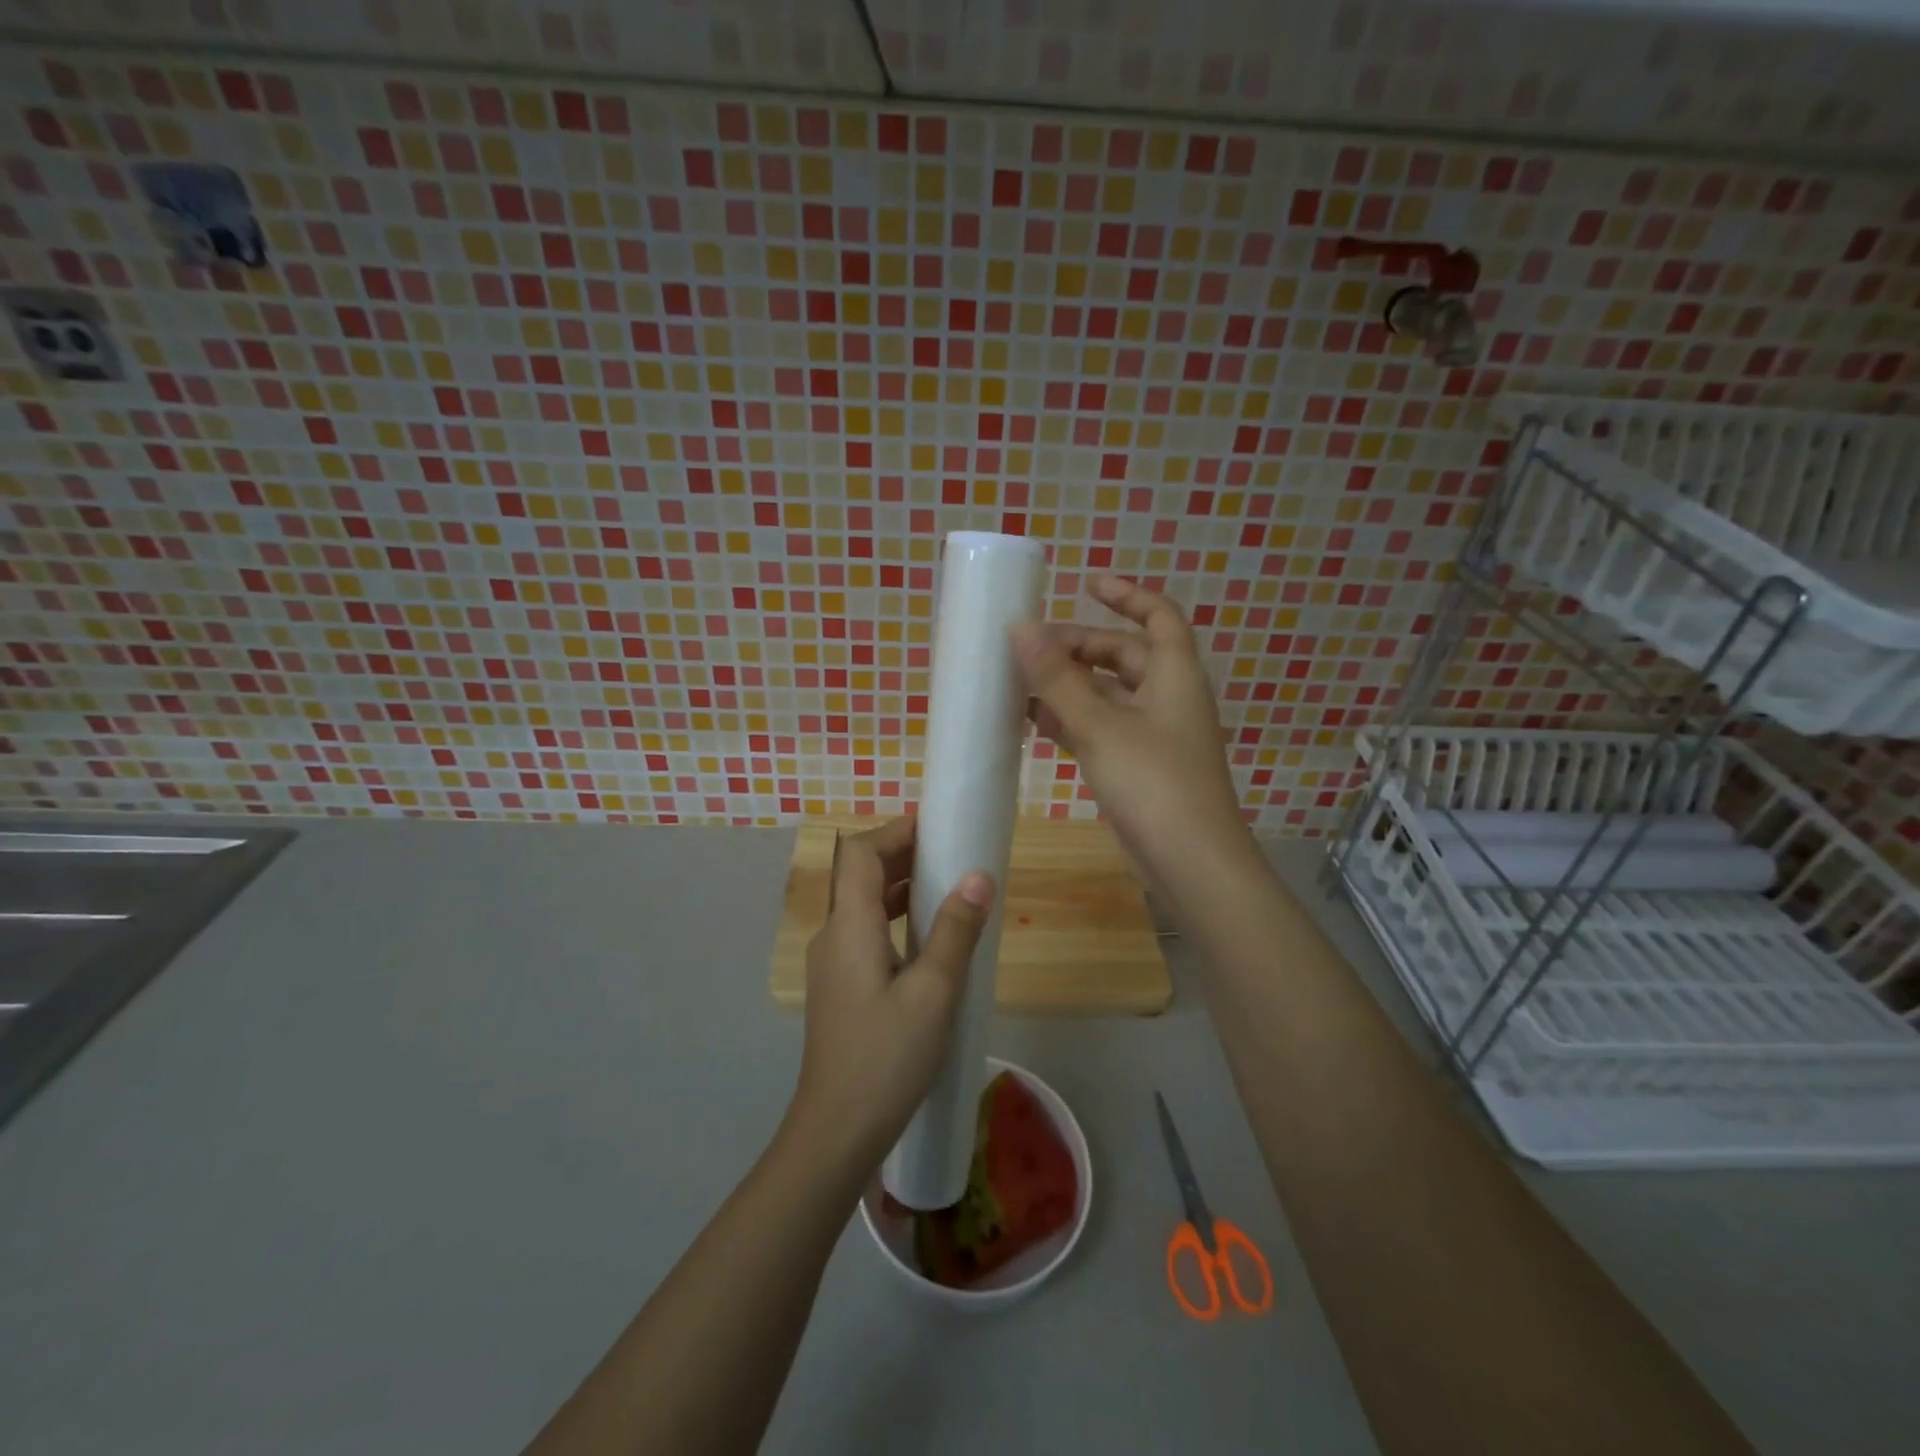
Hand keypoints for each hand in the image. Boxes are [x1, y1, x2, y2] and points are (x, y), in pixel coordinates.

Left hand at [790, 818, 993, 1169]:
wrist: (836, 1131)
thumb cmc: (886, 1058)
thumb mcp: (933, 992)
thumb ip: (954, 931)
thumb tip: (978, 876)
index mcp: (849, 927)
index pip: (860, 854)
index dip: (894, 832)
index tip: (936, 827)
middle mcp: (833, 936)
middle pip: (860, 876)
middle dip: (902, 856)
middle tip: (951, 853)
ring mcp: (832, 964)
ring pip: (863, 906)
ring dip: (899, 889)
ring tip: (947, 889)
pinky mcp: (839, 988)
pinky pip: (865, 933)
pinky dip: (894, 920)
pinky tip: (928, 941)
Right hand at [1011, 575, 1251, 889]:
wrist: (1190, 863)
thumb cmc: (1153, 782)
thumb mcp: (1100, 725)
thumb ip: (1058, 678)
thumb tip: (1021, 628)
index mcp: (1174, 674)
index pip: (1158, 615)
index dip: (1126, 594)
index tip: (1086, 584)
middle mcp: (1168, 697)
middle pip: (1123, 655)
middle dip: (1079, 646)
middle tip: (1030, 646)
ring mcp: (1153, 735)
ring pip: (1107, 695)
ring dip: (1069, 685)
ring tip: (1020, 679)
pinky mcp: (1138, 767)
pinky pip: (1101, 728)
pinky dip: (1071, 720)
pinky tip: (1033, 721)